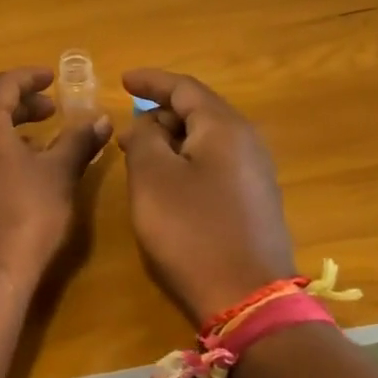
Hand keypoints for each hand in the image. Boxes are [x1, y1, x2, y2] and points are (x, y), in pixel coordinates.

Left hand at [0, 68, 111, 296]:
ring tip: (40, 144)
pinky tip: (17, 177)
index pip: (3, 85)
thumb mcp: (59, 175)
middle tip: (52, 111)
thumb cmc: (25, 217)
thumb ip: (78, 141)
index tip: (52, 78)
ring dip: (8, 132)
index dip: (30, 78)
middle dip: (22, 106)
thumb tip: (101, 119)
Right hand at [119, 69, 295, 326]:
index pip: (184, 88)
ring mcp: (255, 173)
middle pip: (198, 111)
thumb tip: (148, 123)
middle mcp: (246, 142)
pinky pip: (215, 164)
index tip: (123, 80)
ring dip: (171, 140)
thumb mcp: (153, 178)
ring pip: (206, 140)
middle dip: (159, 114)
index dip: (151, 81)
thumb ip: (144, 138)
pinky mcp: (254, 201)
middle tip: (126, 130)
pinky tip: (167, 182)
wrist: (247, 298)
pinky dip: (186, 161)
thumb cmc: (192, 230)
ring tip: (140, 155)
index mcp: (224, 127)